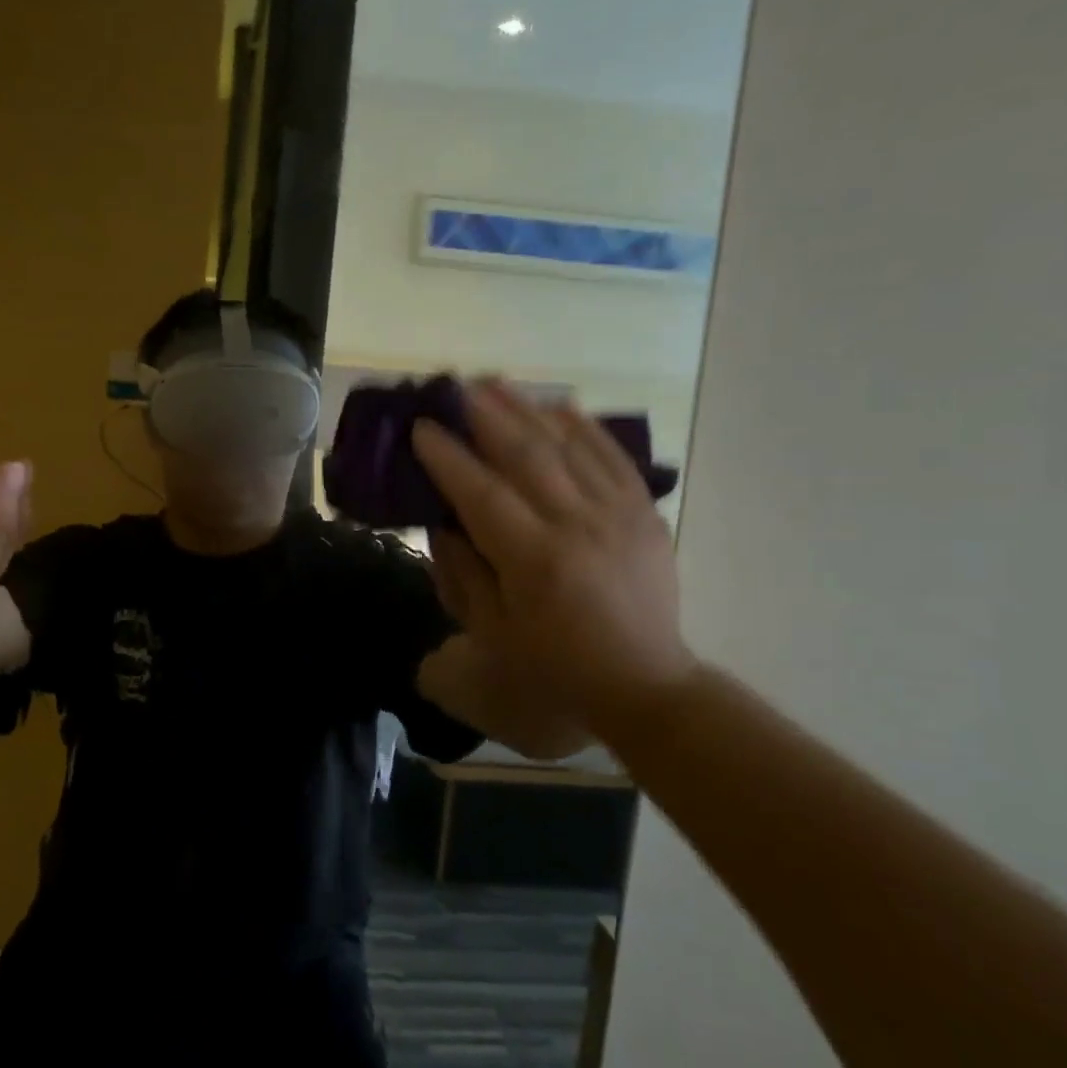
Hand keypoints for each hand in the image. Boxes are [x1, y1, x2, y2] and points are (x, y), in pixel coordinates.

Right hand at [414, 383, 697, 744]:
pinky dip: (584, 427)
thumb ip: (462, 571)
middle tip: (455, 387)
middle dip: (485, 416)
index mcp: (534, 561)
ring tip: (496, 382)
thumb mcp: (490, 632)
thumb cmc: (554, 666)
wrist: (641, 685)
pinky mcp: (644, 514)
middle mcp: (577, 526)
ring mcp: (618, 514)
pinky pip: (612, 457)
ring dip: (528, 409)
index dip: (448, 457)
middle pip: (527, 455)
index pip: (481, 493)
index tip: (422, 427)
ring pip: (569, 446)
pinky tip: (558, 406)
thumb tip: (442, 521)